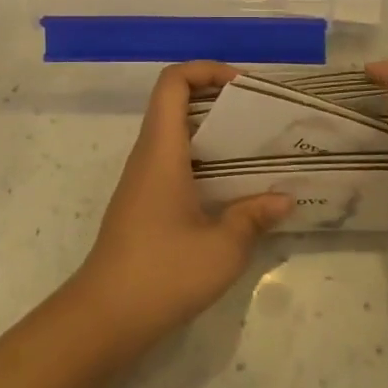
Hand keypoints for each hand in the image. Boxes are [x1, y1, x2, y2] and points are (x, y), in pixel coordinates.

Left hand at [67, 62, 293, 355]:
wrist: (104, 318)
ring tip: (252, 148)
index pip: (173, 82)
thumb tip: (284, 199)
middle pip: (174, 103)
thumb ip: (253, 217)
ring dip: (210, 131)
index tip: (242, 84)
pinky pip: (172, 162)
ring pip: (173, 134)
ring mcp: (141, 180)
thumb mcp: (222, 248)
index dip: (205, 69)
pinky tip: (230, 188)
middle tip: (257, 115)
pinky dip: (202, 160)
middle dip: (216, 99)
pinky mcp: (141, 204)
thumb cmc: (163, 273)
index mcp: (162, 150)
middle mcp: (147, 156)